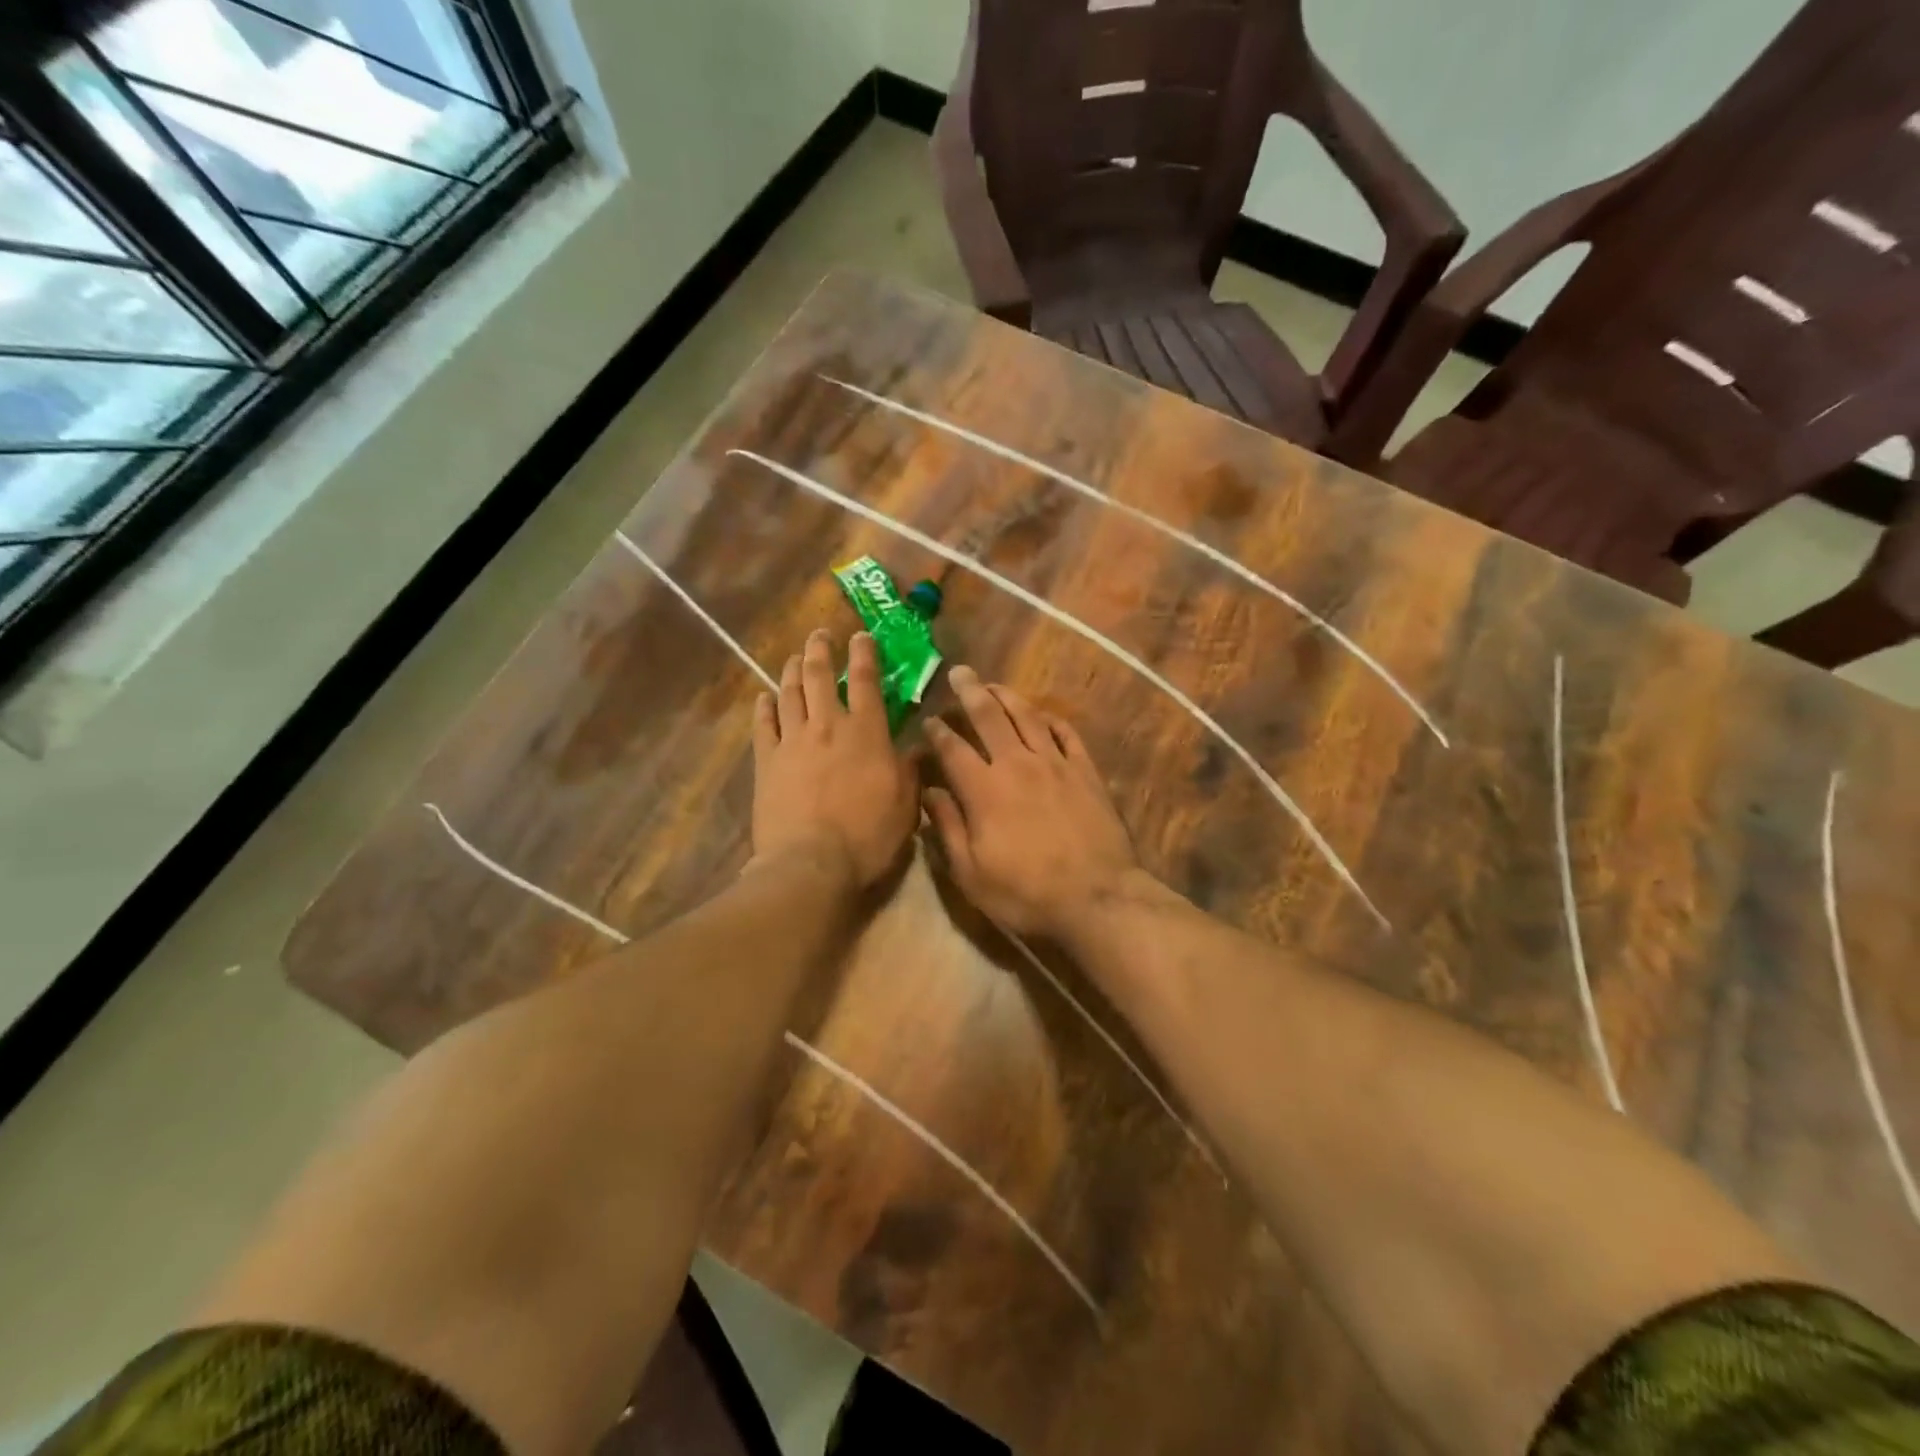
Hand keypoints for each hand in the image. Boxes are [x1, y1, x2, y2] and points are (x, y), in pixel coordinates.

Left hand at [751, 630, 919, 887]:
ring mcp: (793, 741)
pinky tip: (764, 696)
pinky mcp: (767, 761)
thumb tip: (921, 744)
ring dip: (792, 669)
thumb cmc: (867, 835)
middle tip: (820, 634)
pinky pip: (763, 724)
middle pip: (820, 676)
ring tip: (794, 656)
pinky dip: (764, 706)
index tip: (862, 635)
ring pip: (790, 693)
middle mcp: (827, 725)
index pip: (866, 681)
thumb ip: (912, 769)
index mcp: (866, 732)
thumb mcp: (906, 804)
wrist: (811, 862)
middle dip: (821, 650)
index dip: (864, 653)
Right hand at [922, 666, 1141, 938]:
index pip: (953, 749)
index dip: (937, 731)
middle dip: (970, 692)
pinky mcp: (1086, 771)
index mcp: (984, 790)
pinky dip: (1051, 718)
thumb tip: (930, 792)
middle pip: (989, 717)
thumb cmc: (1026, 894)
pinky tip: (1043, 714)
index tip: (928, 720)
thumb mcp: (971, 874)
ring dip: (1008, 695)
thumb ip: (947, 828)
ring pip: (1027, 716)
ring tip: (994, 684)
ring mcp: (1055, 764)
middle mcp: (1017, 764)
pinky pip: (1066, 733)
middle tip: (960, 672)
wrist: (1097, 899)